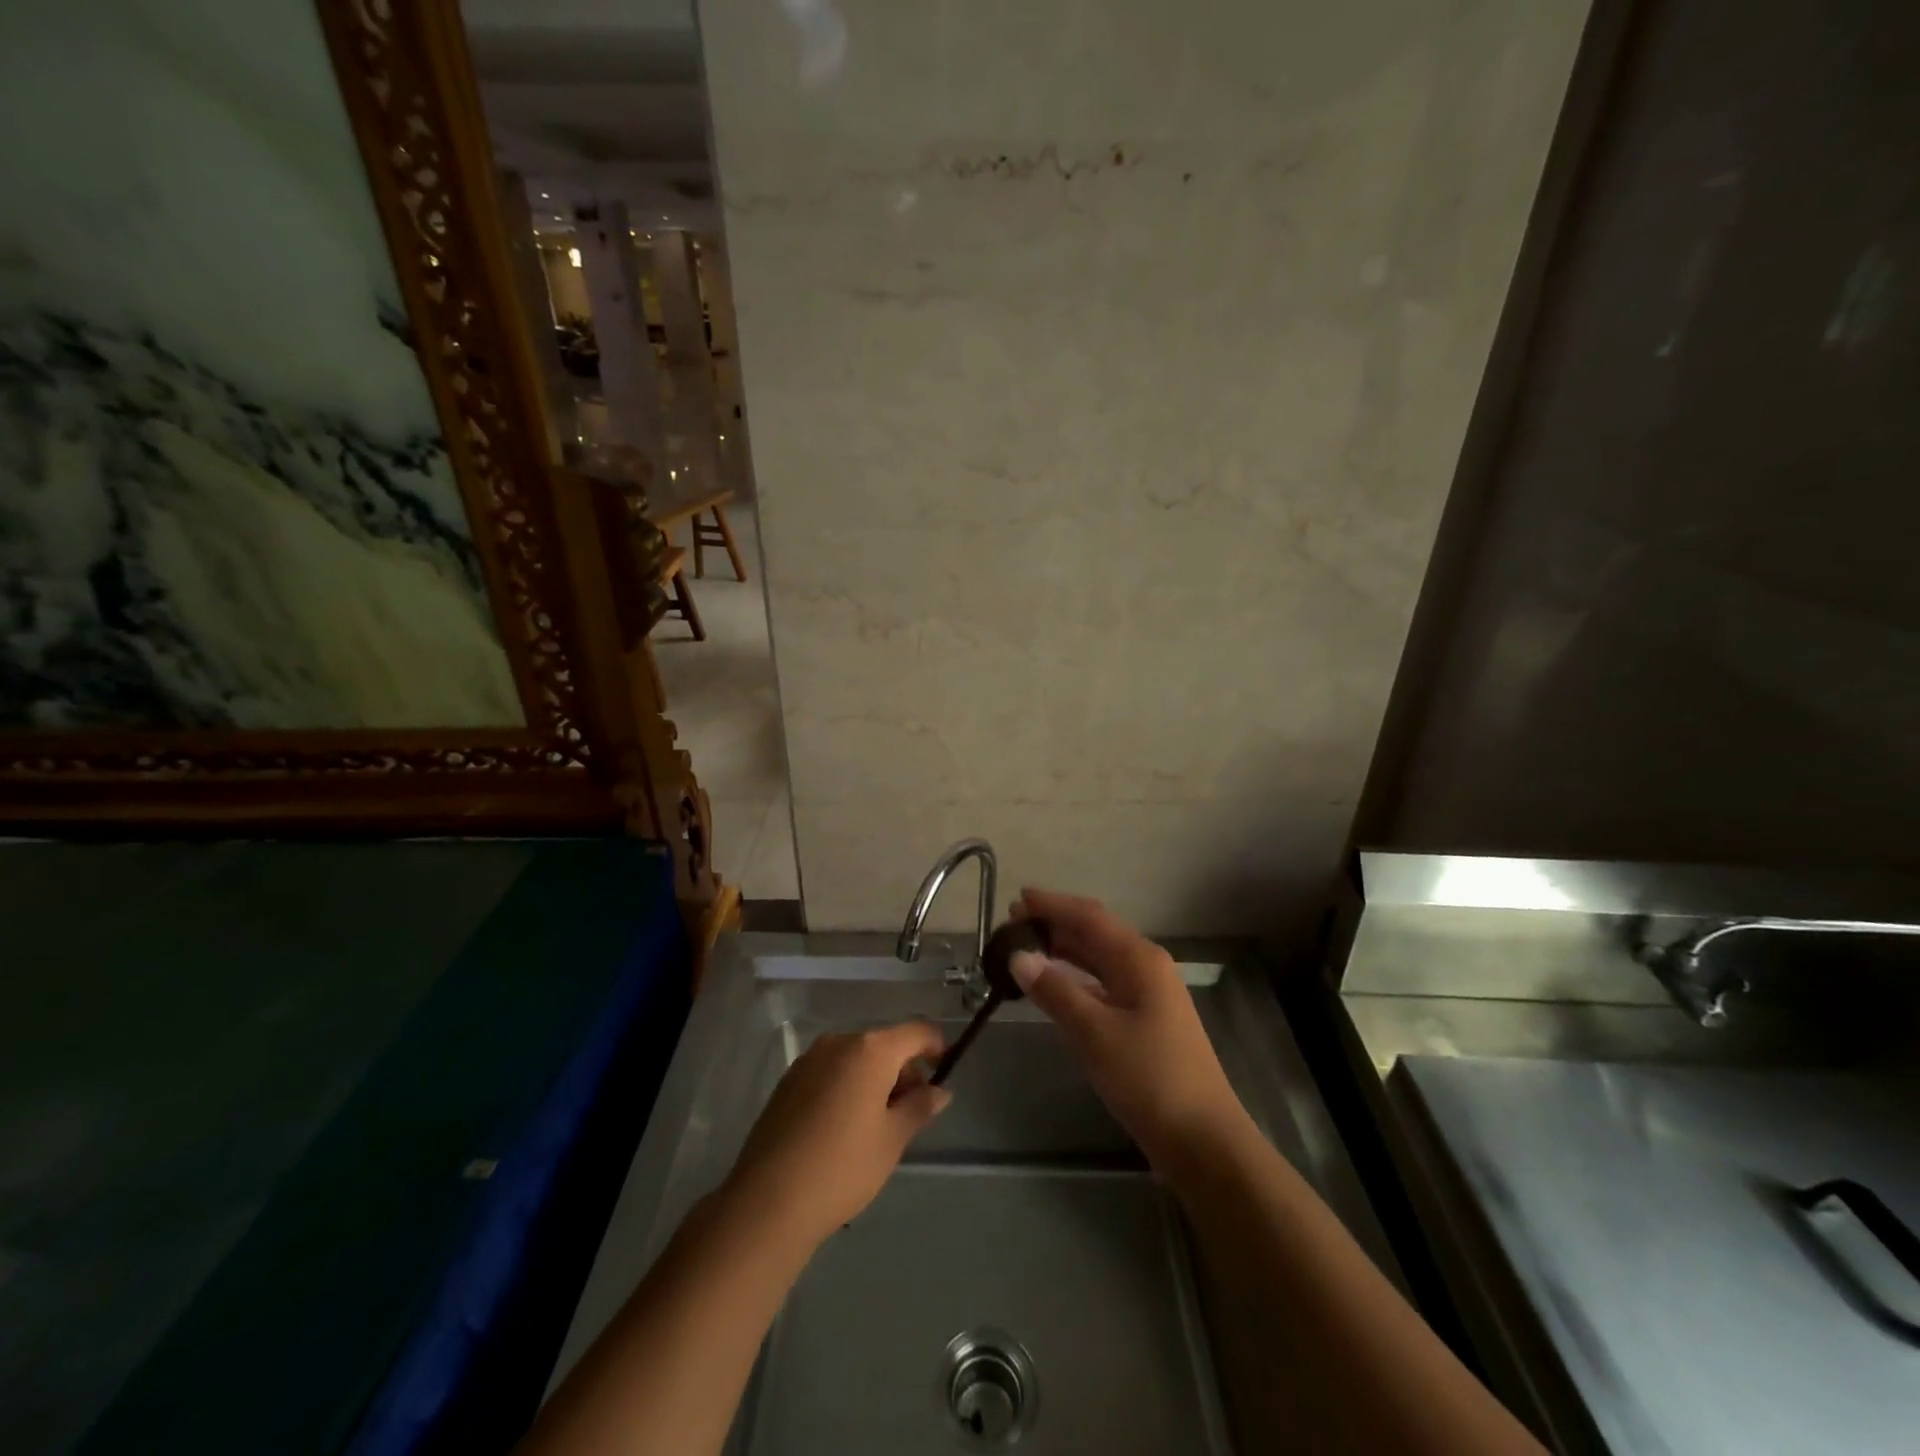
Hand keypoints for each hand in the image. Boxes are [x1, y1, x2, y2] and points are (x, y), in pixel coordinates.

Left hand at [722, 1021, 950, 1249]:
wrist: (768, 1201)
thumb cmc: (843, 1167)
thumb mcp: (892, 1139)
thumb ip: (920, 1107)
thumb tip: (939, 1090)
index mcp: (870, 1049)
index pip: (915, 1031)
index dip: (935, 1046)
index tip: (944, 1070)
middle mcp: (839, 1042)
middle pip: (883, 1044)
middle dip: (903, 1069)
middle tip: (911, 1111)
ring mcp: (809, 1060)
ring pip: (855, 1058)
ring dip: (875, 1078)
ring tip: (878, 1124)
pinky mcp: (788, 1081)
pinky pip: (830, 1071)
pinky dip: (847, 1085)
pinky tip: (844, 1126)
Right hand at [1011, 888, 1244, 1166]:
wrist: (1203, 1140)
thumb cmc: (1149, 1079)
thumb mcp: (1094, 1033)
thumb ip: (1055, 990)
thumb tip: (1018, 956)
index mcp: (1139, 959)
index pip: (1089, 917)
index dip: (1052, 905)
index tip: (1016, 900)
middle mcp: (1146, 966)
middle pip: (1095, 933)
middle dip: (1055, 925)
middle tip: (1012, 926)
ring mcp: (1149, 994)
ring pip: (1099, 959)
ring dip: (1064, 951)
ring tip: (1025, 951)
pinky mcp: (1146, 1020)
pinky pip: (1104, 984)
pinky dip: (1076, 979)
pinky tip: (1055, 988)